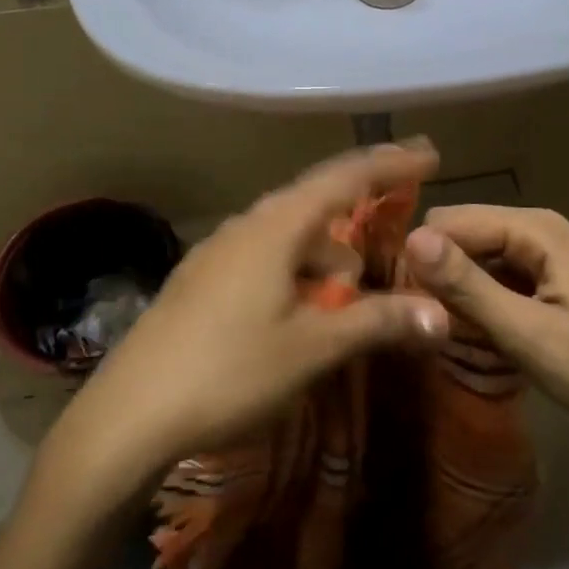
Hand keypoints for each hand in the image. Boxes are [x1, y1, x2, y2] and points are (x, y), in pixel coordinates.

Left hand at [48, 143, 450, 500]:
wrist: (128, 413)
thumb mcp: (311, 349)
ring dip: (326, 249)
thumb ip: (376, 322)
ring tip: (349, 287)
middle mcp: (245, 225)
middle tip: (398, 209)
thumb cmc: (228, 372)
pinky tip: (297, 306)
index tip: (429, 155)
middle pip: (314, 198)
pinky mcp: (200, 279)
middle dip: (359, 203)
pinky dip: (296, 266)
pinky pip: (263, 254)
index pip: (344, 179)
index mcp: (275, 227)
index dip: (390, 165)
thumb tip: (439, 313)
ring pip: (287, 232)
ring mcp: (216, 251)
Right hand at [404, 206, 568, 454]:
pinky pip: (496, 283)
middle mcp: (537, 231)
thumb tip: (410, 238)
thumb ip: (469, 286)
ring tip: (448, 339)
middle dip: (438, 277)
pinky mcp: (548, 285)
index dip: (421, 257)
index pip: (449, 221)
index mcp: (535, 229)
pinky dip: (481, 308)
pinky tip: (477, 341)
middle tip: (429, 328)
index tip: (401, 305)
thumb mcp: (530, 334)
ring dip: (458, 296)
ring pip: (476, 263)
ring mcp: (545, 258)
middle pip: (461, 238)